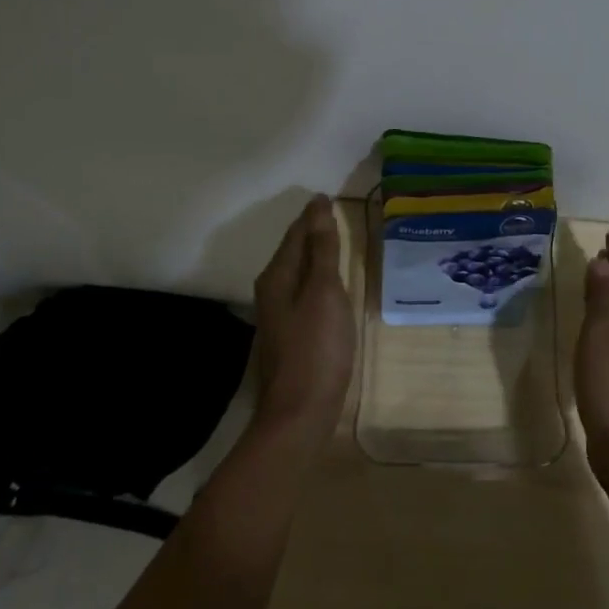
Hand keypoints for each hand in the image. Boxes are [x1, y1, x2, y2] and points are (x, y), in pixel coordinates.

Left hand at [251, 194, 354, 438]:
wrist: (300, 411)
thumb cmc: (316, 347)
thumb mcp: (324, 292)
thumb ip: (322, 249)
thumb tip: (317, 207)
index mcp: (278, 275)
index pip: (296, 233)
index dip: (313, 215)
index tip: (328, 197)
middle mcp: (272, 290)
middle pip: (293, 251)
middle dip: (311, 231)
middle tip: (333, 213)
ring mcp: (280, 314)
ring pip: (297, 272)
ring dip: (314, 254)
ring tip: (335, 241)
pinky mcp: (291, 334)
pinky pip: (304, 292)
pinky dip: (317, 278)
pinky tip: (330, 284)